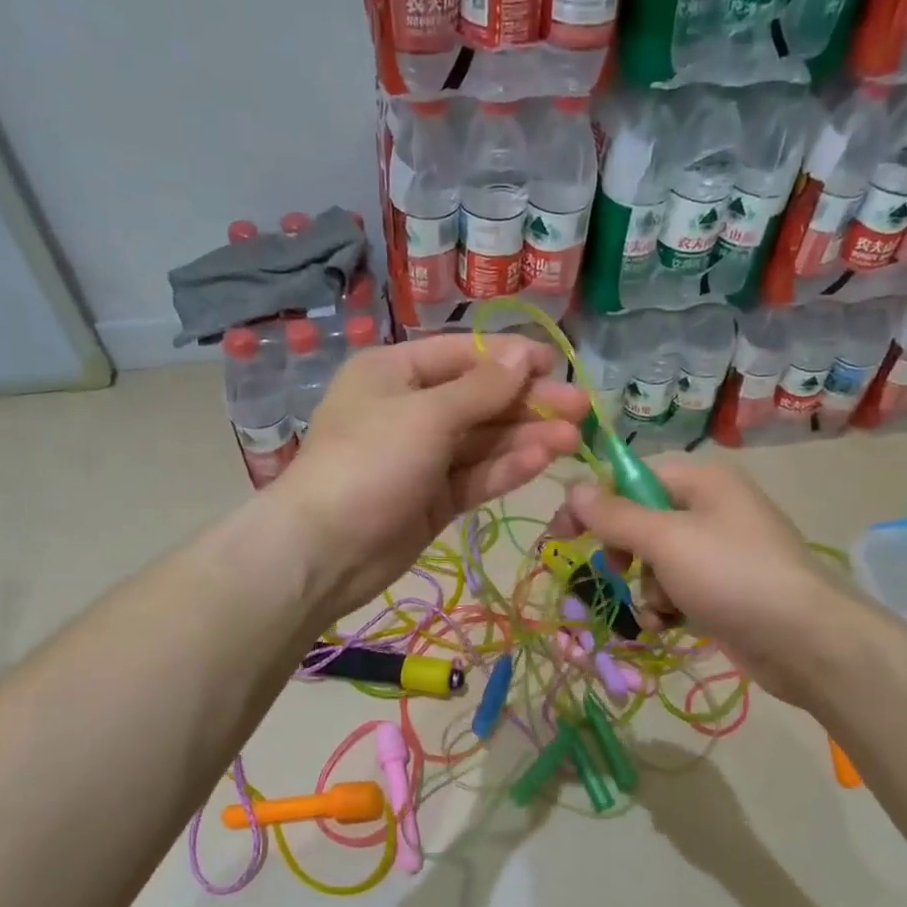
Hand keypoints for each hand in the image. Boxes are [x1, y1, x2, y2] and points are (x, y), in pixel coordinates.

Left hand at [281, 333, 586, 619]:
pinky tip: (545, 460)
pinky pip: (476, 474)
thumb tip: (523, 354)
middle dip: (528, 403)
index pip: (463, 354)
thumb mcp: (427, 415)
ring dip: (527, 437)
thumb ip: (481, 388)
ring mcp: (423, 457)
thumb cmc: (370, 463)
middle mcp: (410, 408)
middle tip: (581, 407)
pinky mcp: (434, 498)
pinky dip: (508, 467)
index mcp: (395, 372)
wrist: (325, 551)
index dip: (510, 358)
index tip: (557, 364)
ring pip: (483, 440)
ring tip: (575, 438)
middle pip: (479, 399)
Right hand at [551, 458, 852, 706]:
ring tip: (662, 607)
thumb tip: (572, 487)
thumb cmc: (731, 575)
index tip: (563, 534)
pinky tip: (670, 625)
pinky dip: (668, 606)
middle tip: (616, 572)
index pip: (632, 478)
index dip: (595, 504)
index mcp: (702, 481)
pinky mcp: (726, 589)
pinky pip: (678, 588)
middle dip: (626, 552)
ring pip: (657, 561)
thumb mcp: (665, 540)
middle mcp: (712, 508)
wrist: (805, 641)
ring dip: (647, 587)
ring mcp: (722, 551)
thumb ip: (614, 514)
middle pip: (643, 521)